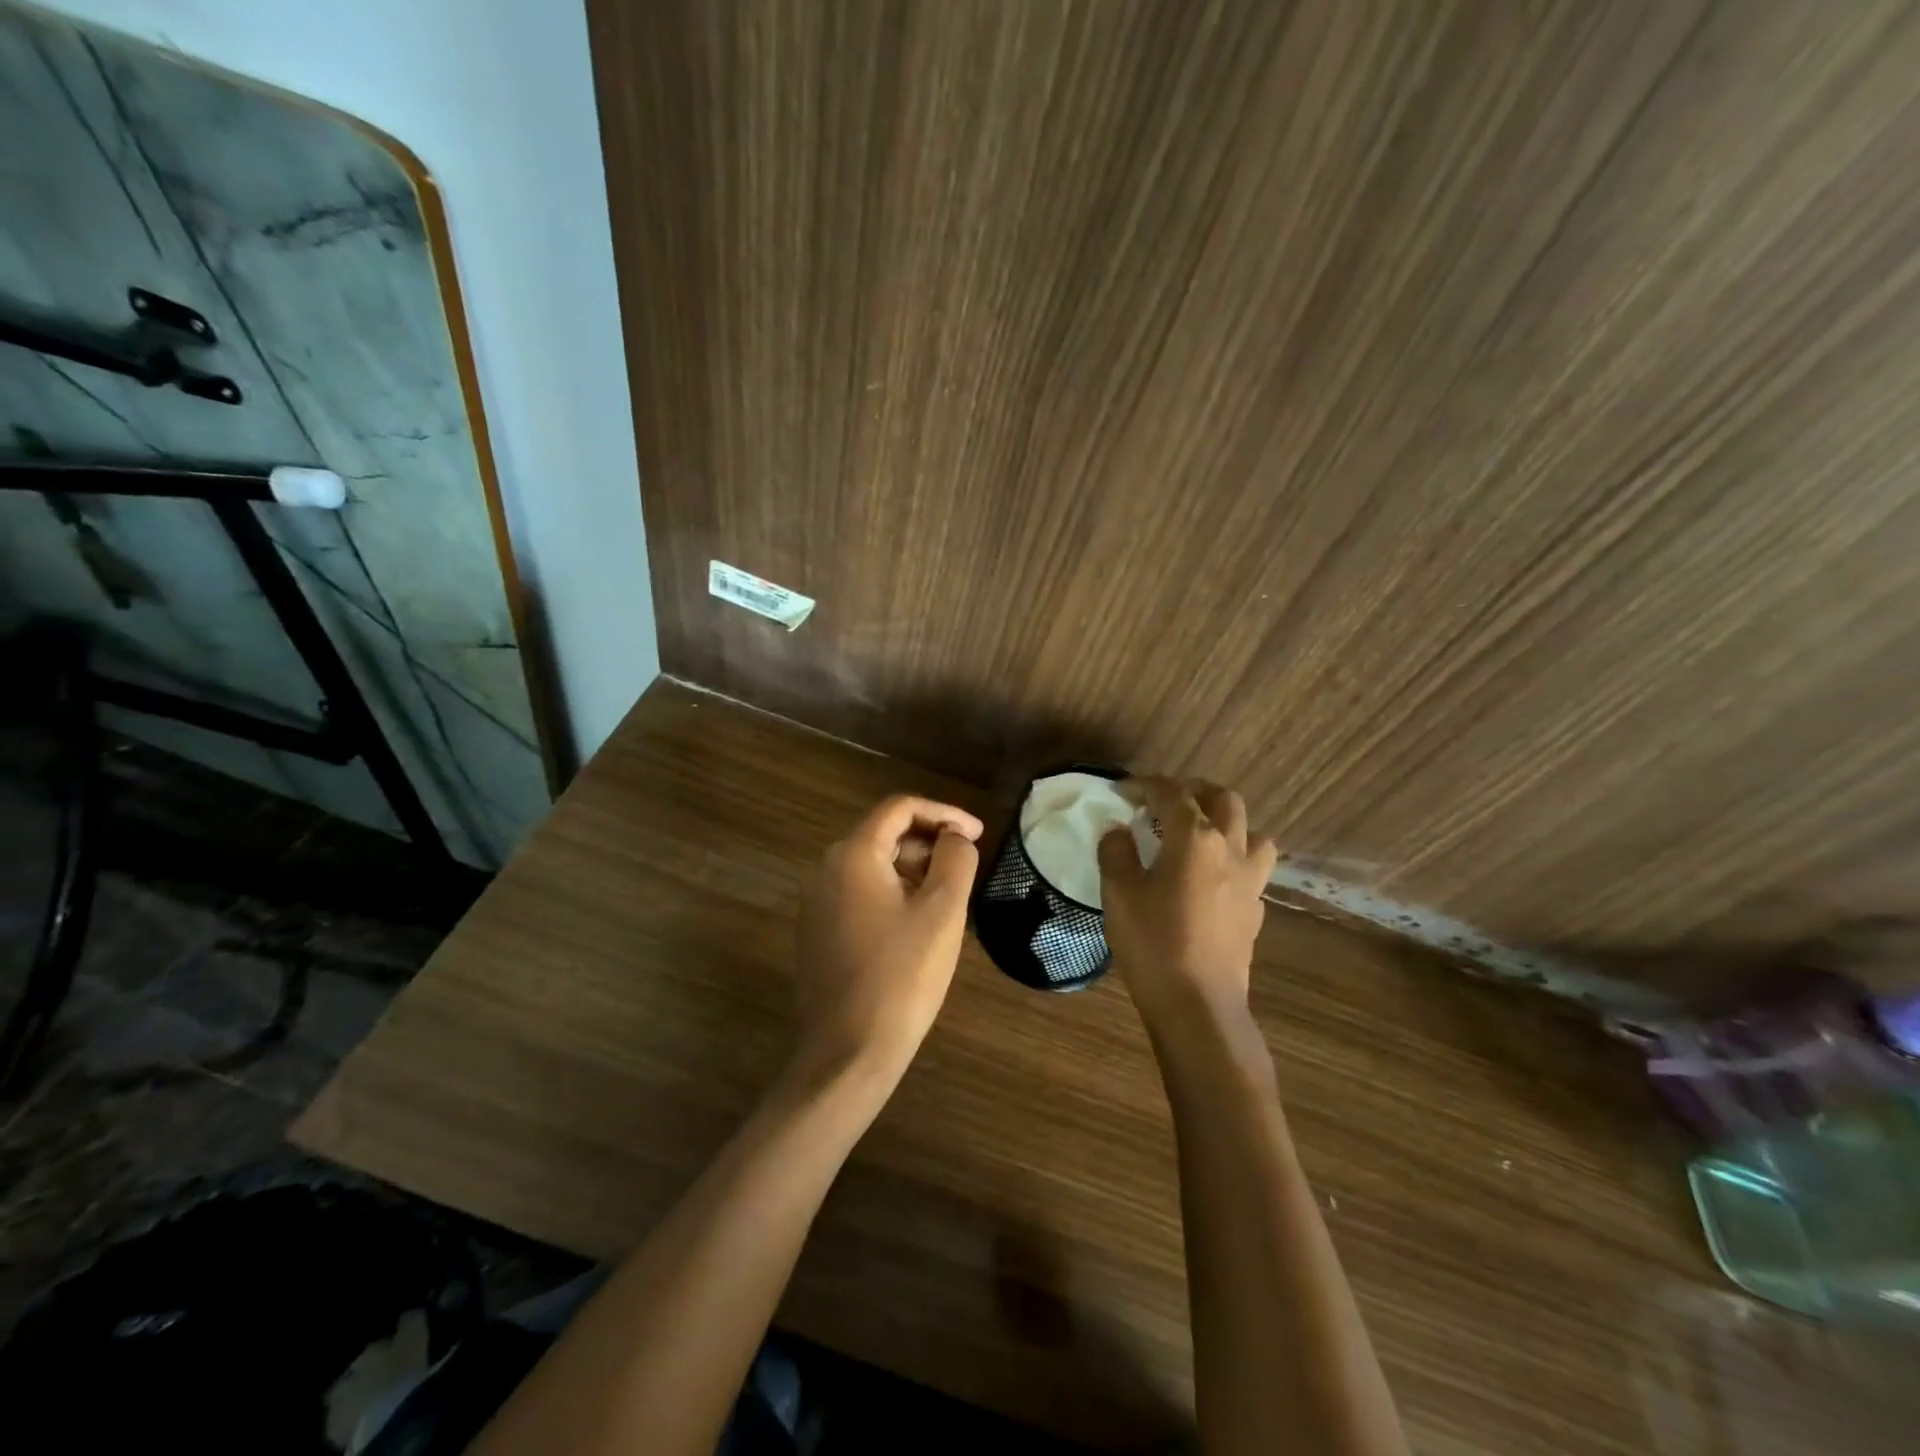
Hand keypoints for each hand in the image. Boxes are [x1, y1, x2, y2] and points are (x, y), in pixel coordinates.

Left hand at [793, 794, 983, 1085]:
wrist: (848, 1053)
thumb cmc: (902, 976)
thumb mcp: (942, 911)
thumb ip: (955, 859)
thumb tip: (955, 837)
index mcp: (853, 855)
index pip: (899, 808)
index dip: (943, 812)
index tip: (977, 833)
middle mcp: (826, 869)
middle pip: (883, 833)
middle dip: (929, 841)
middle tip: (966, 865)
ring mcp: (817, 902)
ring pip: (872, 864)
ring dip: (913, 867)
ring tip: (948, 894)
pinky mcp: (818, 931)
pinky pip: (860, 893)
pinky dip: (892, 891)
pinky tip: (917, 922)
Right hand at [1098, 777, 1276, 1026]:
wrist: (1199, 1005)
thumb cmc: (1153, 943)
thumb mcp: (1119, 893)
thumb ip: (1116, 852)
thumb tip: (1119, 831)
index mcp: (1195, 838)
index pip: (1172, 793)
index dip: (1145, 785)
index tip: (1122, 790)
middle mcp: (1231, 849)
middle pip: (1223, 800)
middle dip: (1193, 791)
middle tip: (1164, 802)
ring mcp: (1250, 881)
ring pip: (1252, 832)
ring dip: (1226, 822)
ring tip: (1199, 834)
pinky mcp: (1255, 911)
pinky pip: (1251, 869)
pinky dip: (1232, 860)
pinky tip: (1211, 879)